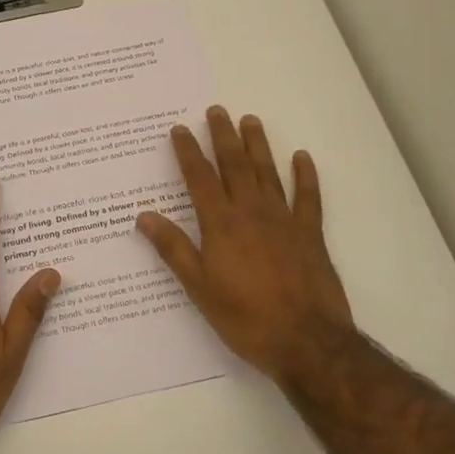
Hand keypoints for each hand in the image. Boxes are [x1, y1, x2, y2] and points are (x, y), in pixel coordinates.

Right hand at [136, 106, 355, 379]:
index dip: (188, 152)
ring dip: (258, 145)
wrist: (306, 342)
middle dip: (223, 136)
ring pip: (268, 173)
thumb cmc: (245, 317)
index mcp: (221, 225)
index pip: (200, 179)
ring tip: (250, 120)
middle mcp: (251, 213)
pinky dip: (305, 176)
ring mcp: (284, 221)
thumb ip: (173, 248)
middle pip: (234, 166)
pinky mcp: (310, 235)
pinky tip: (302, 157)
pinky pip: (308, 198)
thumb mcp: (199, 288)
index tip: (179, 129)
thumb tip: (144, 215)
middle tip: (216, 110)